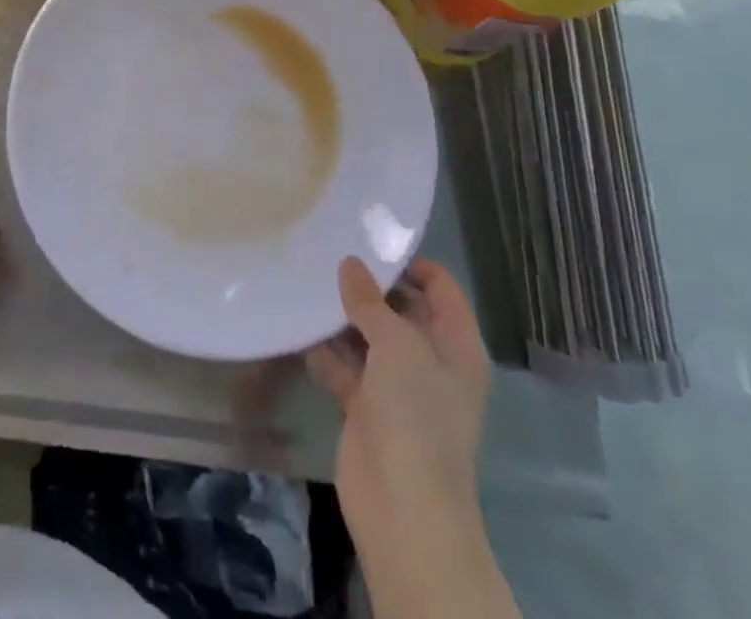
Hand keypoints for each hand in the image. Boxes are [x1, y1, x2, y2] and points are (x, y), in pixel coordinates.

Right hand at [307, 258, 514, 618]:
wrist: (403, 509)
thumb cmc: (416, 417)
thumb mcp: (398, 346)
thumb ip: (371, 301)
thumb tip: (350, 265)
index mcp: (455, 346)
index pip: (440, 288)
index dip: (410, 263)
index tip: (368, 242)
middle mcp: (429, 361)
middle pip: (400, 309)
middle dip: (367, 286)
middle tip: (326, 253)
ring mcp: (397, 387)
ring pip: (367, 337)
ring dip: (340, 316)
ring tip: (304, 280)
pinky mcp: (365, 407)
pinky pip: (343, 366)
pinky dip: (323, 349)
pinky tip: (295, 324)